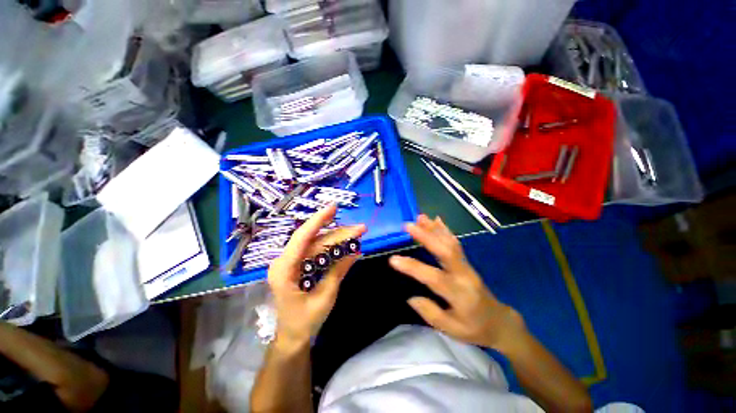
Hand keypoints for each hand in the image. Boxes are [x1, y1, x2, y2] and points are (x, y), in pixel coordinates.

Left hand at [268, 204, 365, 347]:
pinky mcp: (299, 265)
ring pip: (317, 244)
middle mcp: (286, 261)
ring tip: (357, 235)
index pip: (302, 237)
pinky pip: (317, 252)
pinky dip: (333, 248)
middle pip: (315, 240)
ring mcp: (292, 262)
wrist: (292, 337)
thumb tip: (355, 251)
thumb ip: (338, 271)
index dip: (318, 220)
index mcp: (285, 269)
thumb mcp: (325, 297)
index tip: (333, 207)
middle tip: (360, 229)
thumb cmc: (304, 321)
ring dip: (338, 239)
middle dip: (339, 233)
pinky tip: (346, 246)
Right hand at [389, 215, 526, 352]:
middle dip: (426, 236)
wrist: (500, 322)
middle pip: (445, 251)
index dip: (413, 267)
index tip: (393, 259)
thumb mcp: (452, 330)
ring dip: (434, 229)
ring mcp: (467, 266)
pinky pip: (455, 243)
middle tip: (408, 225)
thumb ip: (430, 313)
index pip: (433, 278)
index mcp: (459, 295)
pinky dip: (444, 230)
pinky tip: (437, 220)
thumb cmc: (475, 328)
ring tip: (420, 217)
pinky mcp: (466, 262)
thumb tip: (410, 297)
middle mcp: (464, 275)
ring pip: (450, 243)